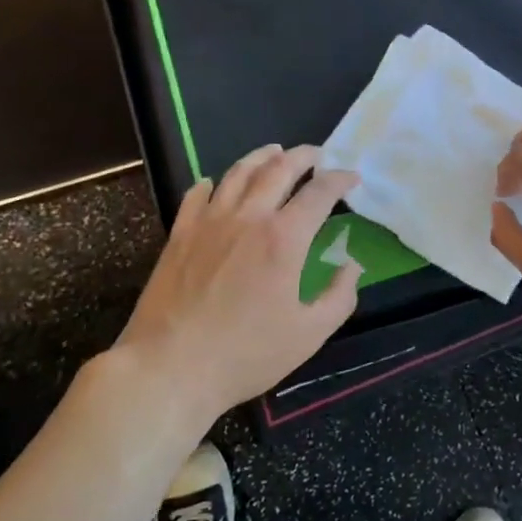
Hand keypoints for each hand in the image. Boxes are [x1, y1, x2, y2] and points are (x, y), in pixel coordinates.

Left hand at [119, 145, 359, 420]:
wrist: (169, 368)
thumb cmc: (245, 355)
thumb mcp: (309, 335)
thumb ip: (339, 296)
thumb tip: (351, 265)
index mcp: (284, 238)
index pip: (320, 192)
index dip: (340, 179)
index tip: (351, 178)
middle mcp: (248, 217)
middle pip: (279, 169)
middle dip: (304, 156)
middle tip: (317, 155)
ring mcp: (209, 222)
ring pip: (238, 172)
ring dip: (262, 157)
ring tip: (275, 152)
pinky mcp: (180, 234)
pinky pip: (197, 194)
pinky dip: (213, 182)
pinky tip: (217, 183)